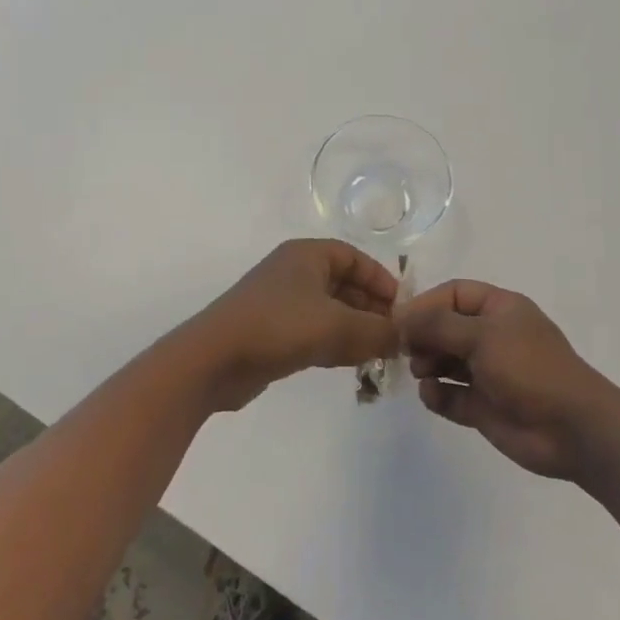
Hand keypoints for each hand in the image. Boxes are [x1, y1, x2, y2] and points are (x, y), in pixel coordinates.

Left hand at [182, 239, 399, 410]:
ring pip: (329, 310)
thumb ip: (378, 331)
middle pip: (343, 284)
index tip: (403, 308)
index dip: (380, 280)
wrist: (213, 360)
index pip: (354, 257)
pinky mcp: (271, 333)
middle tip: (396, 336)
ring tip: (380, 353)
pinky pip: (313, 331)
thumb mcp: (337, 326)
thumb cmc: (278, 327)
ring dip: (355, 329)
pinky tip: (351, 363)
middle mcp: (293, 272)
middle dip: (371, 309)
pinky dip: (334, 343)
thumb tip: (406, 337)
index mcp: (307, 256)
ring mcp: (280, 303)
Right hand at [400, 280, 610, 480]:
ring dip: (427, 364)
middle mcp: (492, 337)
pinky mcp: (483, 407)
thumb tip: (399, 316)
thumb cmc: (529, 368)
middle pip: (445, 327)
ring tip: (421, 371)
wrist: (574, 430)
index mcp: (499, 309)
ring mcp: (488, 373)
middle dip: (423, 336)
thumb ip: (436, 324)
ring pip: (445, 361)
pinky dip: (437, 394)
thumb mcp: (482, 335)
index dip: (425, 304)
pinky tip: (433, 395)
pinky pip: (450, 395)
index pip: (453, 294)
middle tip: (404, 349)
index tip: (399, 320)